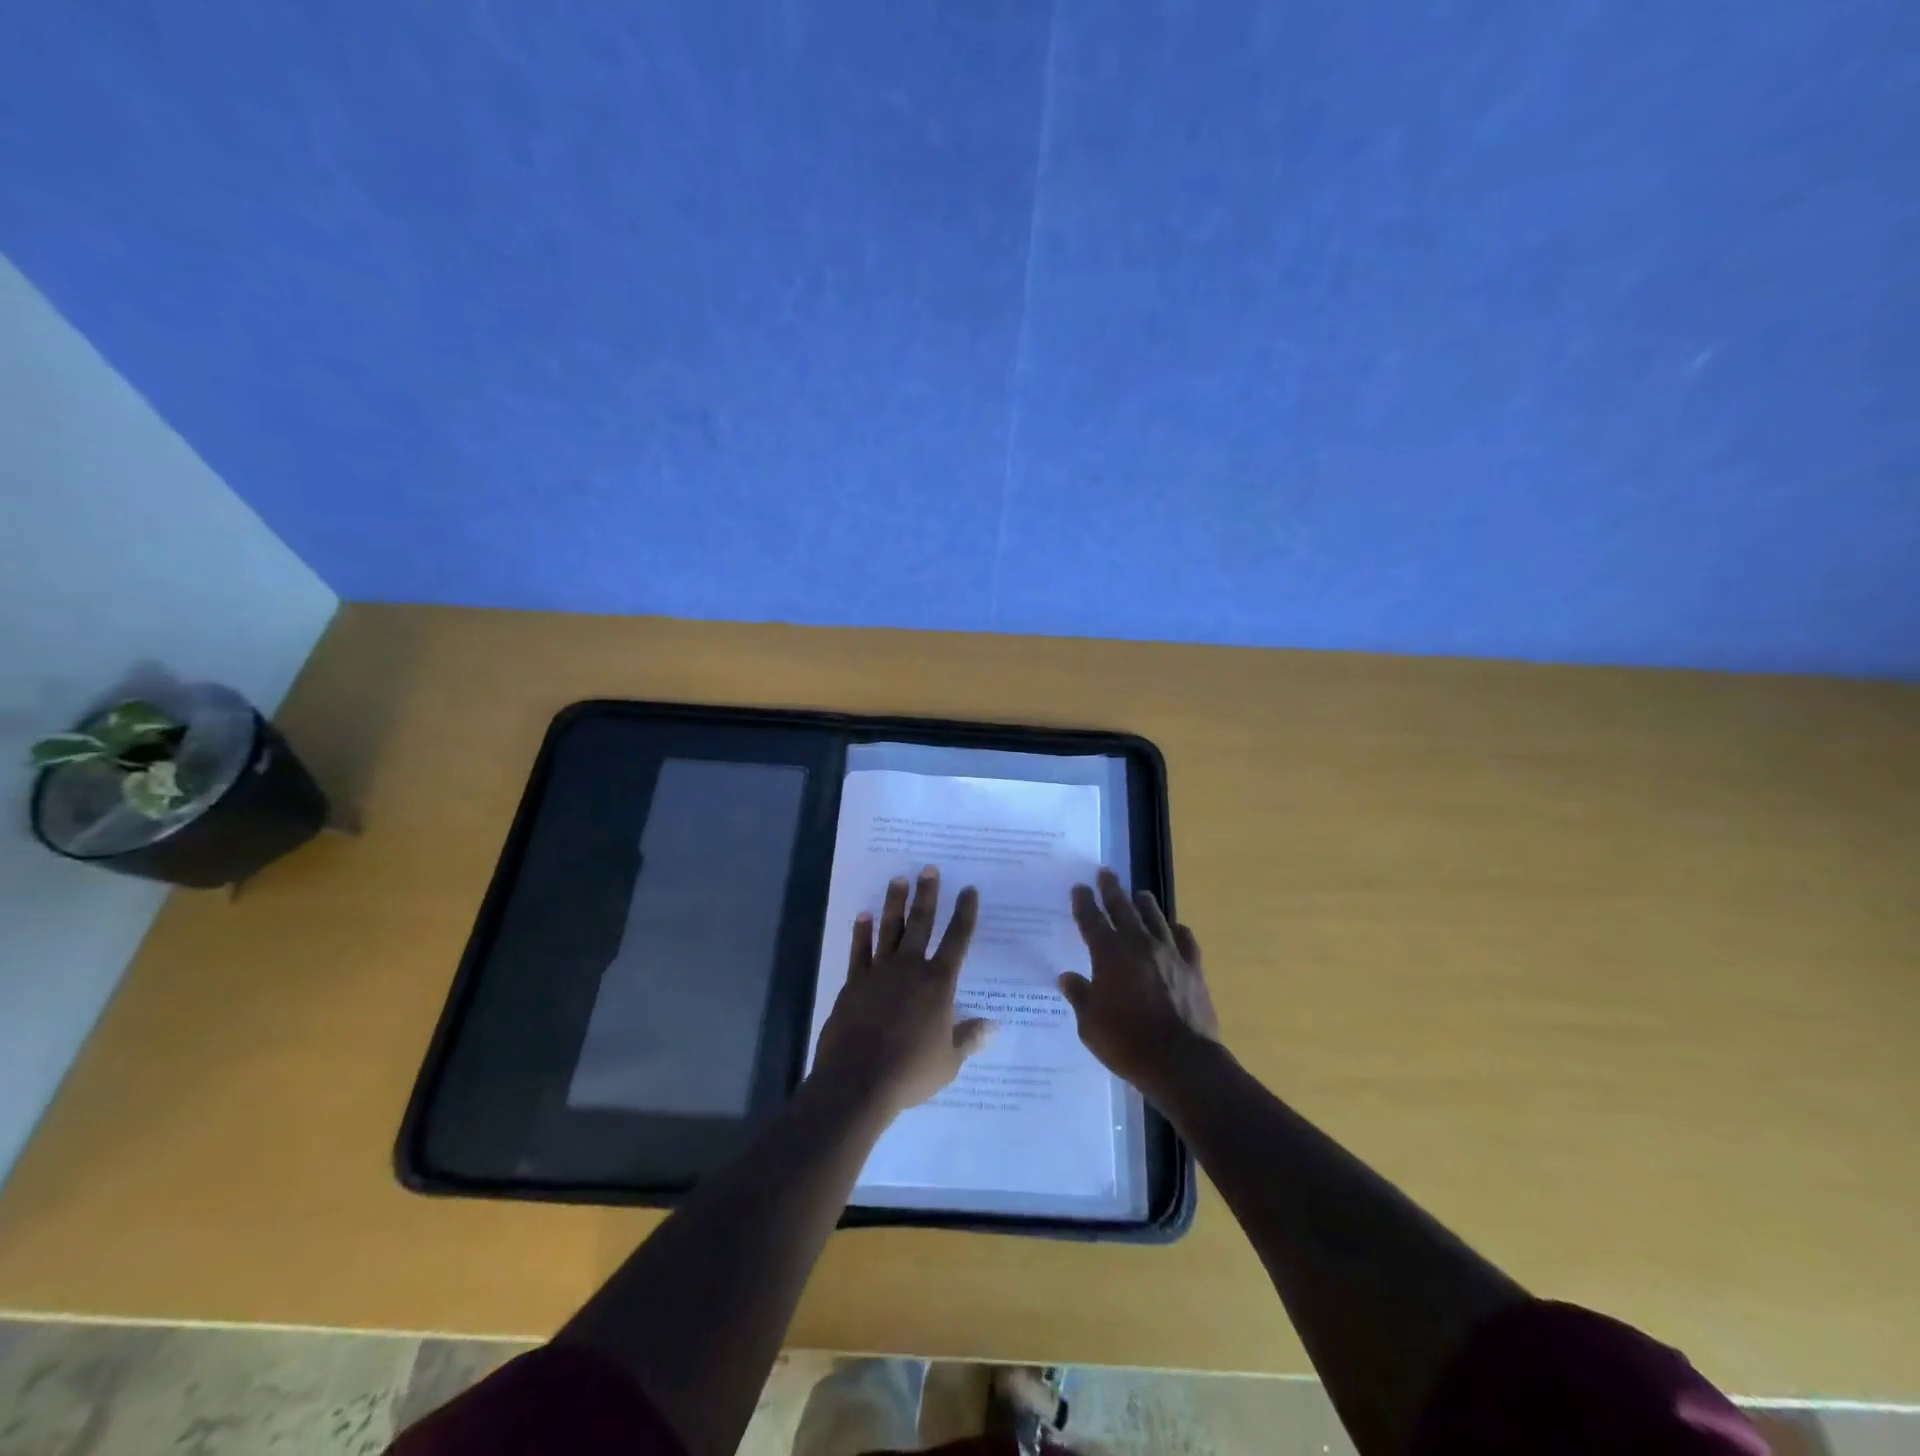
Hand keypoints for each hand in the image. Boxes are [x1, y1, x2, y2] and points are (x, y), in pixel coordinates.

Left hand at [812, 866, 994, 1118]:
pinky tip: (864, 915)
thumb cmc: (910, 1072)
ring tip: (899, 879)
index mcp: (938, 983)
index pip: (957, 940)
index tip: (969, 890)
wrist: (858, 1080)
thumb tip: (993, 1025)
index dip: (965, 914)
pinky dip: (862, 932)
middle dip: (928, 895)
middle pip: (921, 924)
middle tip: (929, 869)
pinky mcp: (854, 983)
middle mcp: (910, 968)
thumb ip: (969, 1038)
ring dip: (895, 903)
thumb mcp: (949, 1061)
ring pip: (890, 929)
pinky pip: (859, 951)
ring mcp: (879, 972)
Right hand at [1059, 868, 1220, 1101]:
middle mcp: (1139, 945)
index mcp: (1109, 956)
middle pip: (1123, 908)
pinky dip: (1176, 930)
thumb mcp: (1090, 1026)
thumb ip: (1080, 996)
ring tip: (1139, 894)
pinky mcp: (1193, 968)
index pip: (1092, 920)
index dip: (1084, 902)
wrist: (1182, 1062)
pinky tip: (1174, 928)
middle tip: (1106, 873)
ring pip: (1155, 917)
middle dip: (1112, 889)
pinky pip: (1185, 939)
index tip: (1080, 887)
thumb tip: (1067, 977)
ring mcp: (1169, 954)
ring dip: (1144, 903)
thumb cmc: (1128, 1045)